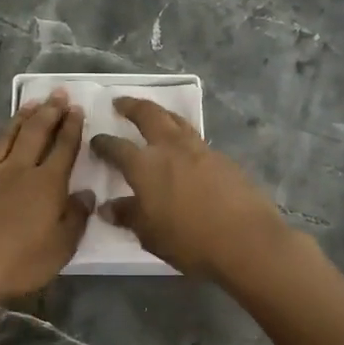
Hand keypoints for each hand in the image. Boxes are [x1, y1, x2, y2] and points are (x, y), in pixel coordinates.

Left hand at [0, 90, 92, 310]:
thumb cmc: (20, 264)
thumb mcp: (62, 247)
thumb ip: (75, 218)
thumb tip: (85, 194)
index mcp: (45, 184)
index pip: (63, 148)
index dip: (72, 127)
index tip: (77, 108)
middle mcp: (14, 172)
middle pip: (34, 135)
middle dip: (48, 113)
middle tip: (57, 94)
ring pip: (0, 142)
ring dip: (14, 122)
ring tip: (26, 105)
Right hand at [90, 97, 289, 278]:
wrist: (247, 241)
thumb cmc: (190, 241)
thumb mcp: (150, 234)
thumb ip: (128, 216)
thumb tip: (108, 207)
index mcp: (145, 165)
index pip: (117, 147)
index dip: (103, 143)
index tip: (96, 140)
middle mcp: (170, 148)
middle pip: (149, 115)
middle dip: (132, 106)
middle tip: (120, 102)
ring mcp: (200, 150)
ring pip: (176, 120)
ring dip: (161, 114)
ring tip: (154, 115)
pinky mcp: (223, 159)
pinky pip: (196, 139)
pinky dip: (183, 136)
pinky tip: (184, 150)